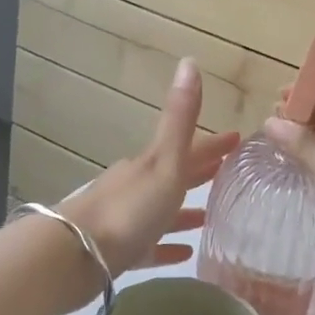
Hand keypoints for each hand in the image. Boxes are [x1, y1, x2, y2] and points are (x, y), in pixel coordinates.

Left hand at [60, 60, 240, 274]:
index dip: (214, 144)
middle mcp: (138, 186)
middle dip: (201, 172)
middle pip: (176, 176)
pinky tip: (186, 253)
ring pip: (163, 210)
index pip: (189, 148)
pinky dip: (168, 245)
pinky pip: (151, 245)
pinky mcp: (121, 252)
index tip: (238, 138)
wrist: (75, 253)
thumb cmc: (129, 207)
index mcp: (151, 164)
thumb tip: (189, 61)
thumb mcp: (163, 160)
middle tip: (229, 173)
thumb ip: (179, 118)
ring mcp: (127, 219)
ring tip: (212, 216)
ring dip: (186, 211)